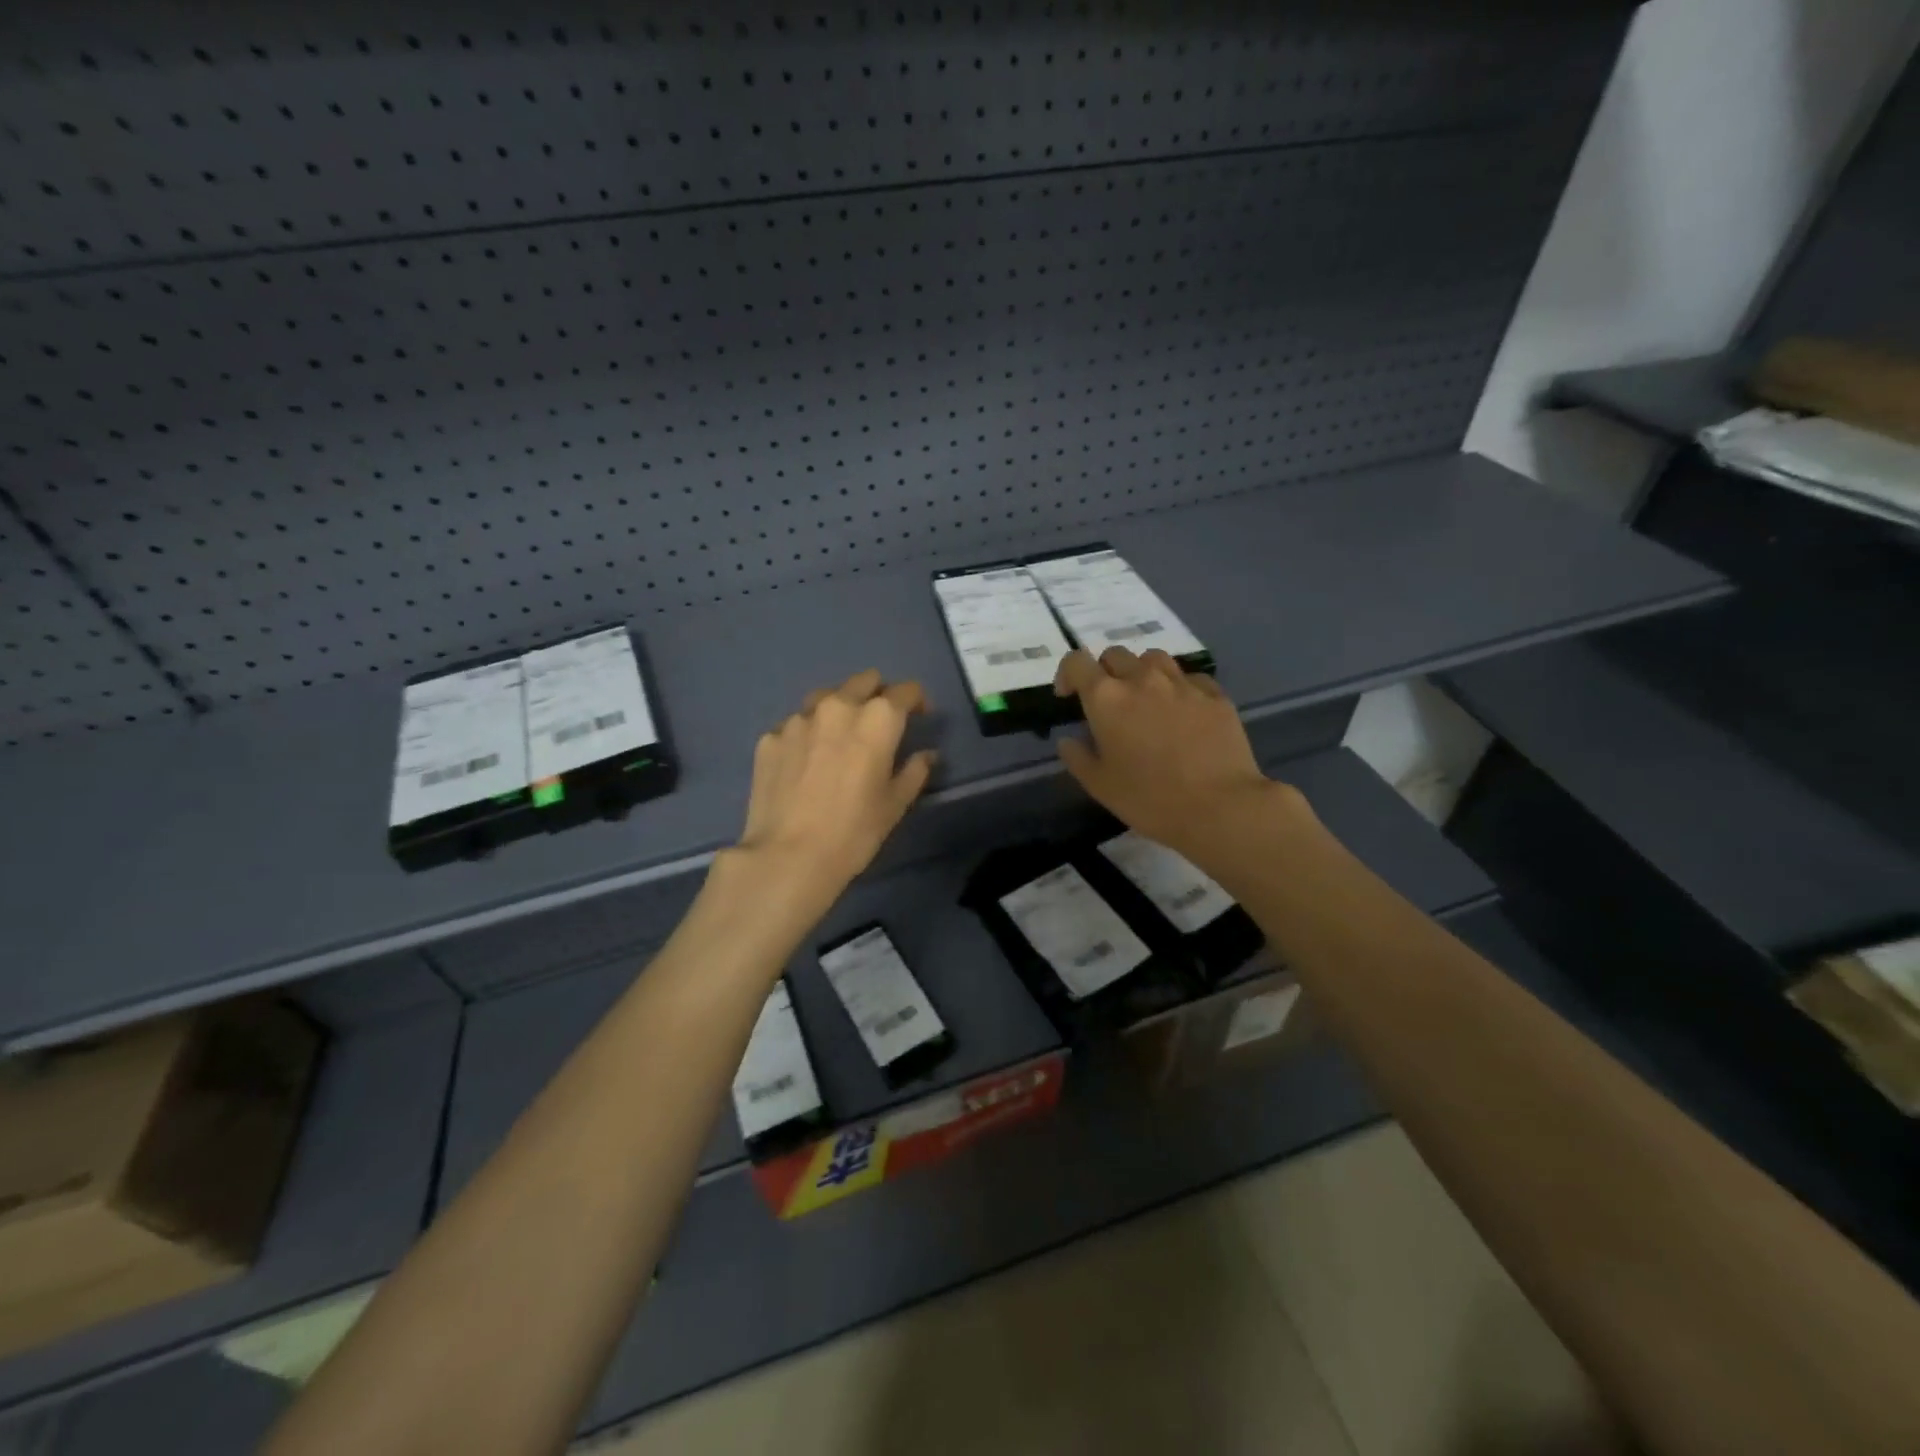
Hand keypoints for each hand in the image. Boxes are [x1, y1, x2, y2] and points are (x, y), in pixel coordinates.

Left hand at [731, 669, 936, 914]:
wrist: (788, 856)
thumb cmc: (854, 831)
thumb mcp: (895, 804)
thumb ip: (914, 771)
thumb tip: (926, 755)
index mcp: (877, 718)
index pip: (905, 691)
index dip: (916, 701)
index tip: (918, 716)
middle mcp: (838, 706)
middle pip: (864, 682)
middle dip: (877, 695)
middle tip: (879, 724)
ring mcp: (798, 719)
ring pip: (826, 698)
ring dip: (839, 709)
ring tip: (839, 738)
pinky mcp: (770, 737)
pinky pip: (796, 725)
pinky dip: (807, 735)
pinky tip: (806, 763)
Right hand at [1052, 646, 1307, 869]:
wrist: (1219, 806)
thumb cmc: (1150, 799)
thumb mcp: (1100, 786)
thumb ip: (1078, 757)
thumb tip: (1068, 740)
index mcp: (1106, 698)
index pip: (1077, 662)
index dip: (1067, 674)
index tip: (1068, 697)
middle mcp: (1142, 679)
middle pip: (1115, 655)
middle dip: (1105, 672)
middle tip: (1109, 703)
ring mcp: (1182, 683)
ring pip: (1154, 658)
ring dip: (1142, 672)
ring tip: (1146, 699)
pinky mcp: (1214, 694)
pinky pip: (1190, 677)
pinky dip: (1179, 687)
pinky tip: (1183, 711)